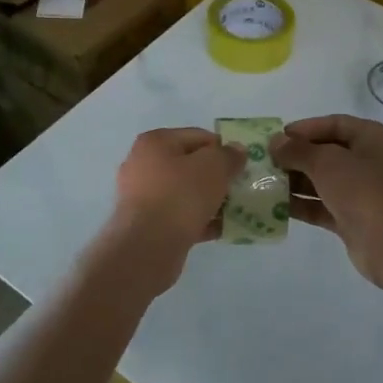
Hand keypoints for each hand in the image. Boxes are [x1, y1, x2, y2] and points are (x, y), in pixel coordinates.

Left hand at [108, 127, 244, 260]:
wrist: (148, 246)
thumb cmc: (180, 196)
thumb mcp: (213, 167)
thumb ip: (228, 155)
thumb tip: (236, 150)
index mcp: (155, 142)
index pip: (198, 136)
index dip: (223, 149)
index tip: (241, 166)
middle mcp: (142, 164)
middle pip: (190, 165)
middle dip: (216, 177)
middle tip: (238, 189)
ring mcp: (141, 196)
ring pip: (184, 192)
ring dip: (209, 200)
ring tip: (233, 211)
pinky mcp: (145, 224)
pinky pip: (178, 216)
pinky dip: (198, 220)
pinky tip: (219, 230)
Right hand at [270, 115, 382, 292]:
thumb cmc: (362, 190)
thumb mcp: (326, 162)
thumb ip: (298, 150)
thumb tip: (275, 142)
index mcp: (371, 138)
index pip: (334, 124)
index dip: (305, 128)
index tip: (277, 137)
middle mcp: (368, 161)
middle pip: (326, 152)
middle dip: (295, 156)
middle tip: (265, 161)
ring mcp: (360, 191)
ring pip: (322, 180)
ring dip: (295, 181)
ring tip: (264, 182)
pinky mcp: (351, 217)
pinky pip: (321, 205)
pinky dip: (301, 204)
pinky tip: (275, 205)